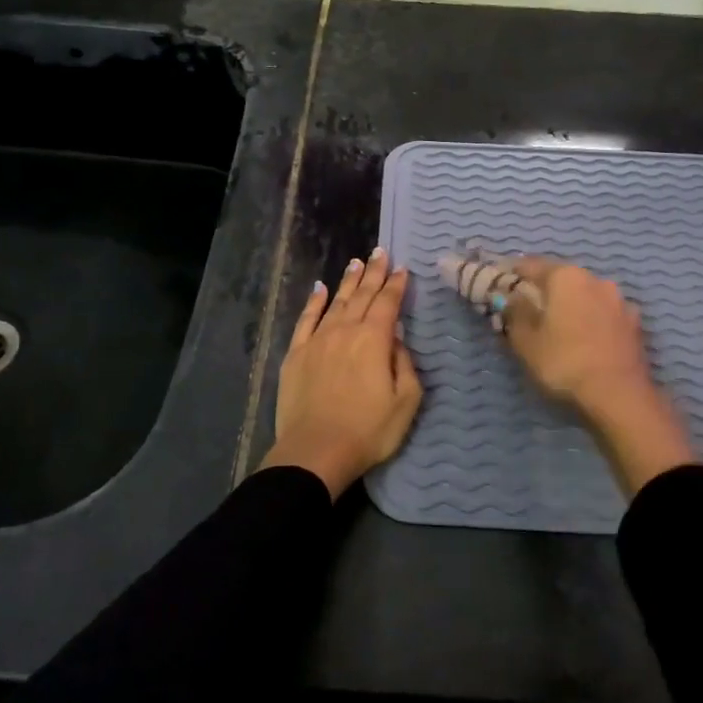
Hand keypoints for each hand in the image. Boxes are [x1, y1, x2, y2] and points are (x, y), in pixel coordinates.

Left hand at [262, 248, 422, 499]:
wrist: (316, 451)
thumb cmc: (368, 431)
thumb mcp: (405, 402)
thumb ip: (405, 365)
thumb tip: (396, 339)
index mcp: (374, 340)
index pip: (387, 303)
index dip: (395, 284)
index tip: (401, 268)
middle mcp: (345, 330)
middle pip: (362, 295)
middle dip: (373, 273)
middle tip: (379, 252)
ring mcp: (317, 340)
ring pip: (336, 302)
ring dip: (347, 281)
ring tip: (356, 262)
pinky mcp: (296, 353)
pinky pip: (306, 319)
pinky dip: (314, 302)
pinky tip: (319, 288)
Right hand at [501, 257, 696, 496]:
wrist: (619, 396)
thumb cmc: (564, 362)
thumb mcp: (525, 341)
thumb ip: (515, 313)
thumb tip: (512, 296)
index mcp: (566, 277)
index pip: (531, 265)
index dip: (512, 273)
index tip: (499, 283)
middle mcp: (595, 279)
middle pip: (560, 278)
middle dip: (543, 289)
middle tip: (526, 306)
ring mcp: (619, 300)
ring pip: (584, 295)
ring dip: (569, 304)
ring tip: (556, 324)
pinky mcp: (634, 323)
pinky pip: (603, 313)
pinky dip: (590, 319)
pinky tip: (583, 337)